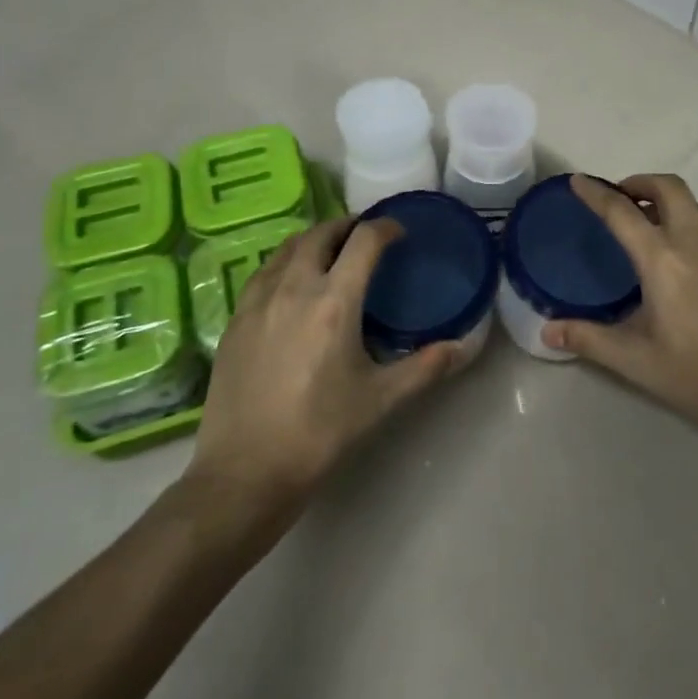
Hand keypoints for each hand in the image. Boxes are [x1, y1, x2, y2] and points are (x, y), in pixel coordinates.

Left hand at [192, 218, 459, 502]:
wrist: (244, 473)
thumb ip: (425, 367)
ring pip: (287, 248)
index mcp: (334, 301)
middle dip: (347, 226)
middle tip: (365, 237)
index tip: (399, 232)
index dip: (385, 227)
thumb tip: (462, 347)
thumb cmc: (320, 433)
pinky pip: (263, 272)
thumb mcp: (381, 400)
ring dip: (314, 240)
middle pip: (321, 233)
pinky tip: (292, 286)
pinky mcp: (235, 320)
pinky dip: (285, 263)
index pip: (364, 240)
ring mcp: (258, 301)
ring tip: (330, 253)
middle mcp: (294, 287)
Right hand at [542, 174, 697, 452]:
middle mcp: (696, 242)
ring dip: (667, 204)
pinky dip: (690, 227)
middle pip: (669, 187)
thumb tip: (548, 331)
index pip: (622, 212)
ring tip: (649, 228)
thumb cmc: (697, 375)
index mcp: (663, 260)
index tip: (579, 181)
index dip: (596, 193)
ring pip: (695, 206)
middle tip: (621, 199)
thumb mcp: (635, 360)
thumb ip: (589, 339)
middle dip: (641, 182)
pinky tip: (685, 264)